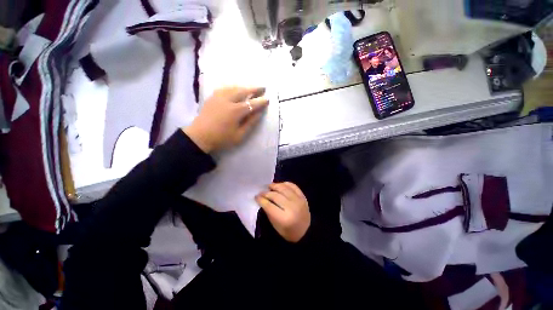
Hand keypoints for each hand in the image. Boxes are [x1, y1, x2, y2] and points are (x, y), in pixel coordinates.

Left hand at [183, 87, 268, 152]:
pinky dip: (233, 87)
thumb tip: (259, 113)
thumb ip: (250, 123)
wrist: (199, 137)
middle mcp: (227, 100)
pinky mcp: (212, 97)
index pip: (252, 104)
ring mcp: (218, 97)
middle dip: (254, 89)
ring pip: (234, 87)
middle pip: (243, 91)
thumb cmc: (221, 139)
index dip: (261, 101)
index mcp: (235, 111)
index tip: (268, 99)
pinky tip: (236, 89)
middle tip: (263, 87)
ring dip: (244, 87)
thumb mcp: (239, 135)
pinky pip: (225, 88)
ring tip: (251, 88)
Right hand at [256, 182, 310, 242]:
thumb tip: (262, 199)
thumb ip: (269, 211)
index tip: (256, 196)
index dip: (261, 200)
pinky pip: (293, 186)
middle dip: (266, 193)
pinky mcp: (303, 197)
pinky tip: (280, 185)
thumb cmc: (288, 231)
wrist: (306, 231)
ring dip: (275, 186)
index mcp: (284, 218)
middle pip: (276, 196)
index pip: (269, 205)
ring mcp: (299, 200)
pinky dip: (285, 184)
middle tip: (261, 192)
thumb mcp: (275, 225)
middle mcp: (292, 207)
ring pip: (284, 188)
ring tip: (269, 186)